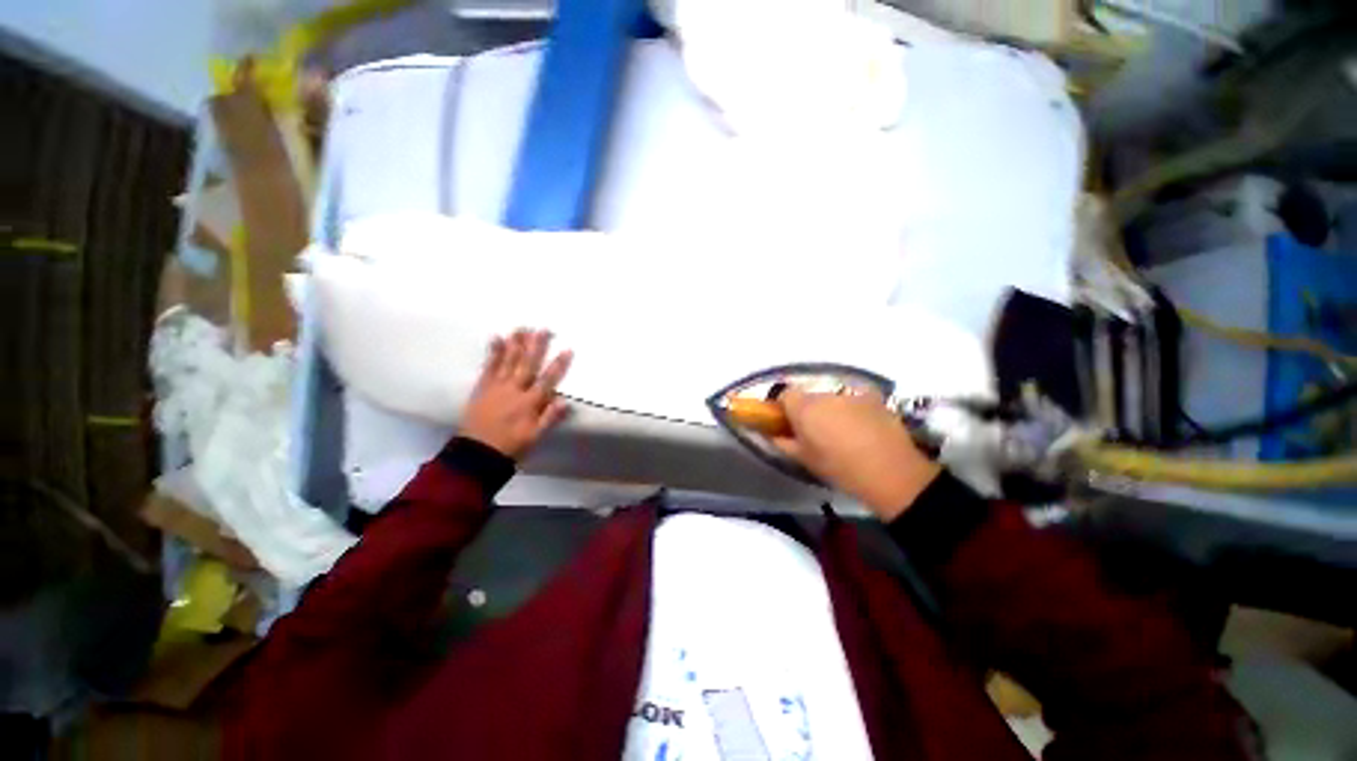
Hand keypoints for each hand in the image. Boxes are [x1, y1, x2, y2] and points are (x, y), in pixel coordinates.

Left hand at [459, 329, 572, 460]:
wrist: (476, 454)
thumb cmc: (511, 446)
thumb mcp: (535, 436)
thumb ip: (550, 418)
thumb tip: (566, 401)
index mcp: (529, 403)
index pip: (547, 380)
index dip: (558, 365)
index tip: (567, 349)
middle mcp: (514, 390)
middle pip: (527, 365)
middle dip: (536, 346)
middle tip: (543, 329)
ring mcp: (496, 387)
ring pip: (508, 361)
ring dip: (516, 344)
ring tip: (522, 328)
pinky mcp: (482, 388)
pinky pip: (488, 366)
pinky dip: (493, 352)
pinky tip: (496, 339)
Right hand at [771, 388, 939, 520]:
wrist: (890, 472)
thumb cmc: (839, 468)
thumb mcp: (804, 459)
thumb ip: (782, 442)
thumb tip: (771, 434)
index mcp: (804, 408)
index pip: (784, 394)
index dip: (784, 407)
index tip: (788, 422)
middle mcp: (825, 394)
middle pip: (809, 396)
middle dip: (809, 410)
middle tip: (816, 432)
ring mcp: (851, 394)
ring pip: (832, 398)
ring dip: (832, 410)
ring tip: (844, 433)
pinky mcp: (874, 398)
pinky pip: (855, 400)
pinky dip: (854, 410)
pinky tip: (864, 428)